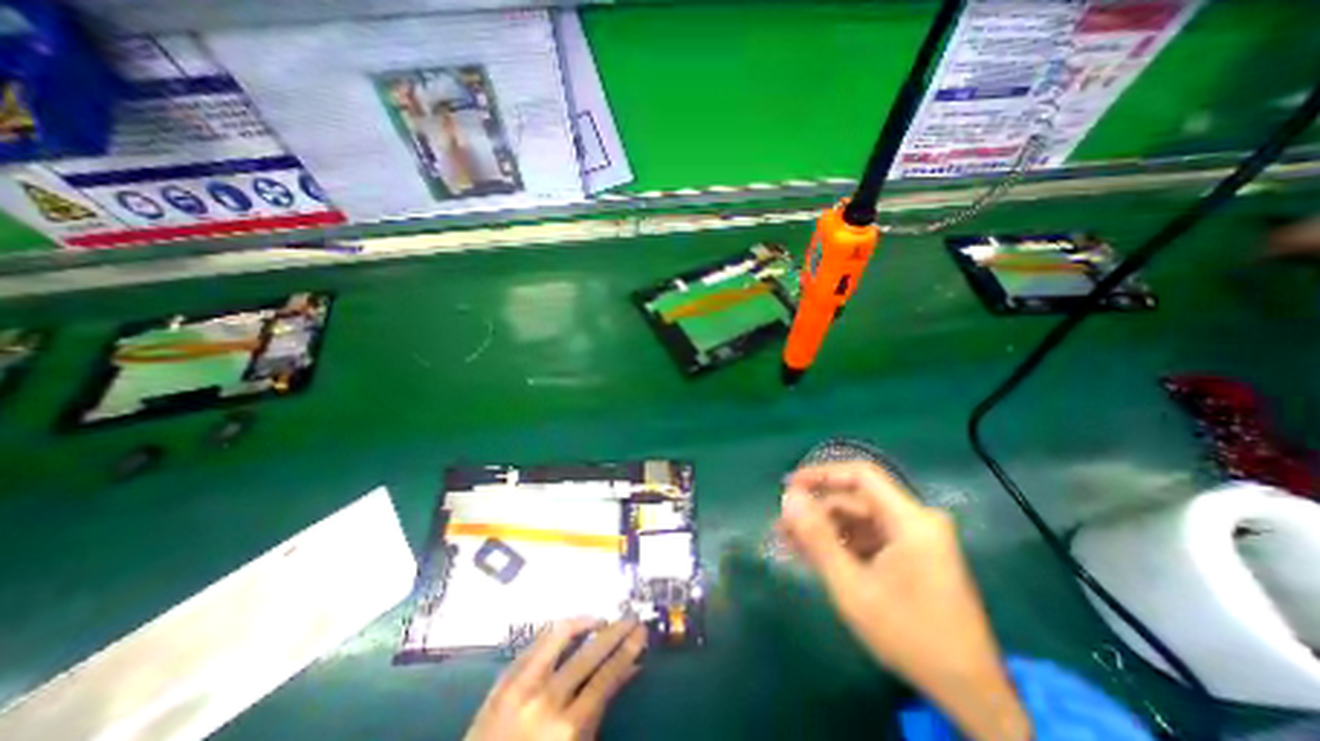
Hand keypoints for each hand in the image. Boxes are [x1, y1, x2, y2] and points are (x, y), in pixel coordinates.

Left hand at [465, 613, 647, 740]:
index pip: (606, 677)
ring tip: (601, 620)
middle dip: (615, 631)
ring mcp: (520, 687)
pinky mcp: (502, 681)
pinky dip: (556, 632)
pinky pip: (534, 643)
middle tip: (630, 619)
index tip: (641, 632)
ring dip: (584, 622)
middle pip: (589, 653)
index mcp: (566, 729)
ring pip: (559, 636)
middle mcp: (545, 702)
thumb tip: (631, 670)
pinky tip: (569, 629)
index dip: (627, 650)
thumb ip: (602, 712)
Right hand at [777, 463, 1029, 740]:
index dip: (821, 474)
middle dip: (816, 511)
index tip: (789, 485)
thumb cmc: (909, 636)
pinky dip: (840, 544)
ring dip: (823, 529)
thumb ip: (817, 537)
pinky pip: (868, 539)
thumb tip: (788, 497)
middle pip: (856, 501)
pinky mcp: (913, 556)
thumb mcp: (852, 587)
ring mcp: (916, 539)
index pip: (861, 476)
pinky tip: (811, 554)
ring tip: (787, 541)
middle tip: (781, 525)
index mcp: (911, 520)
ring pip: (858, 521)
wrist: (970, 695)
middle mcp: (916, 521)